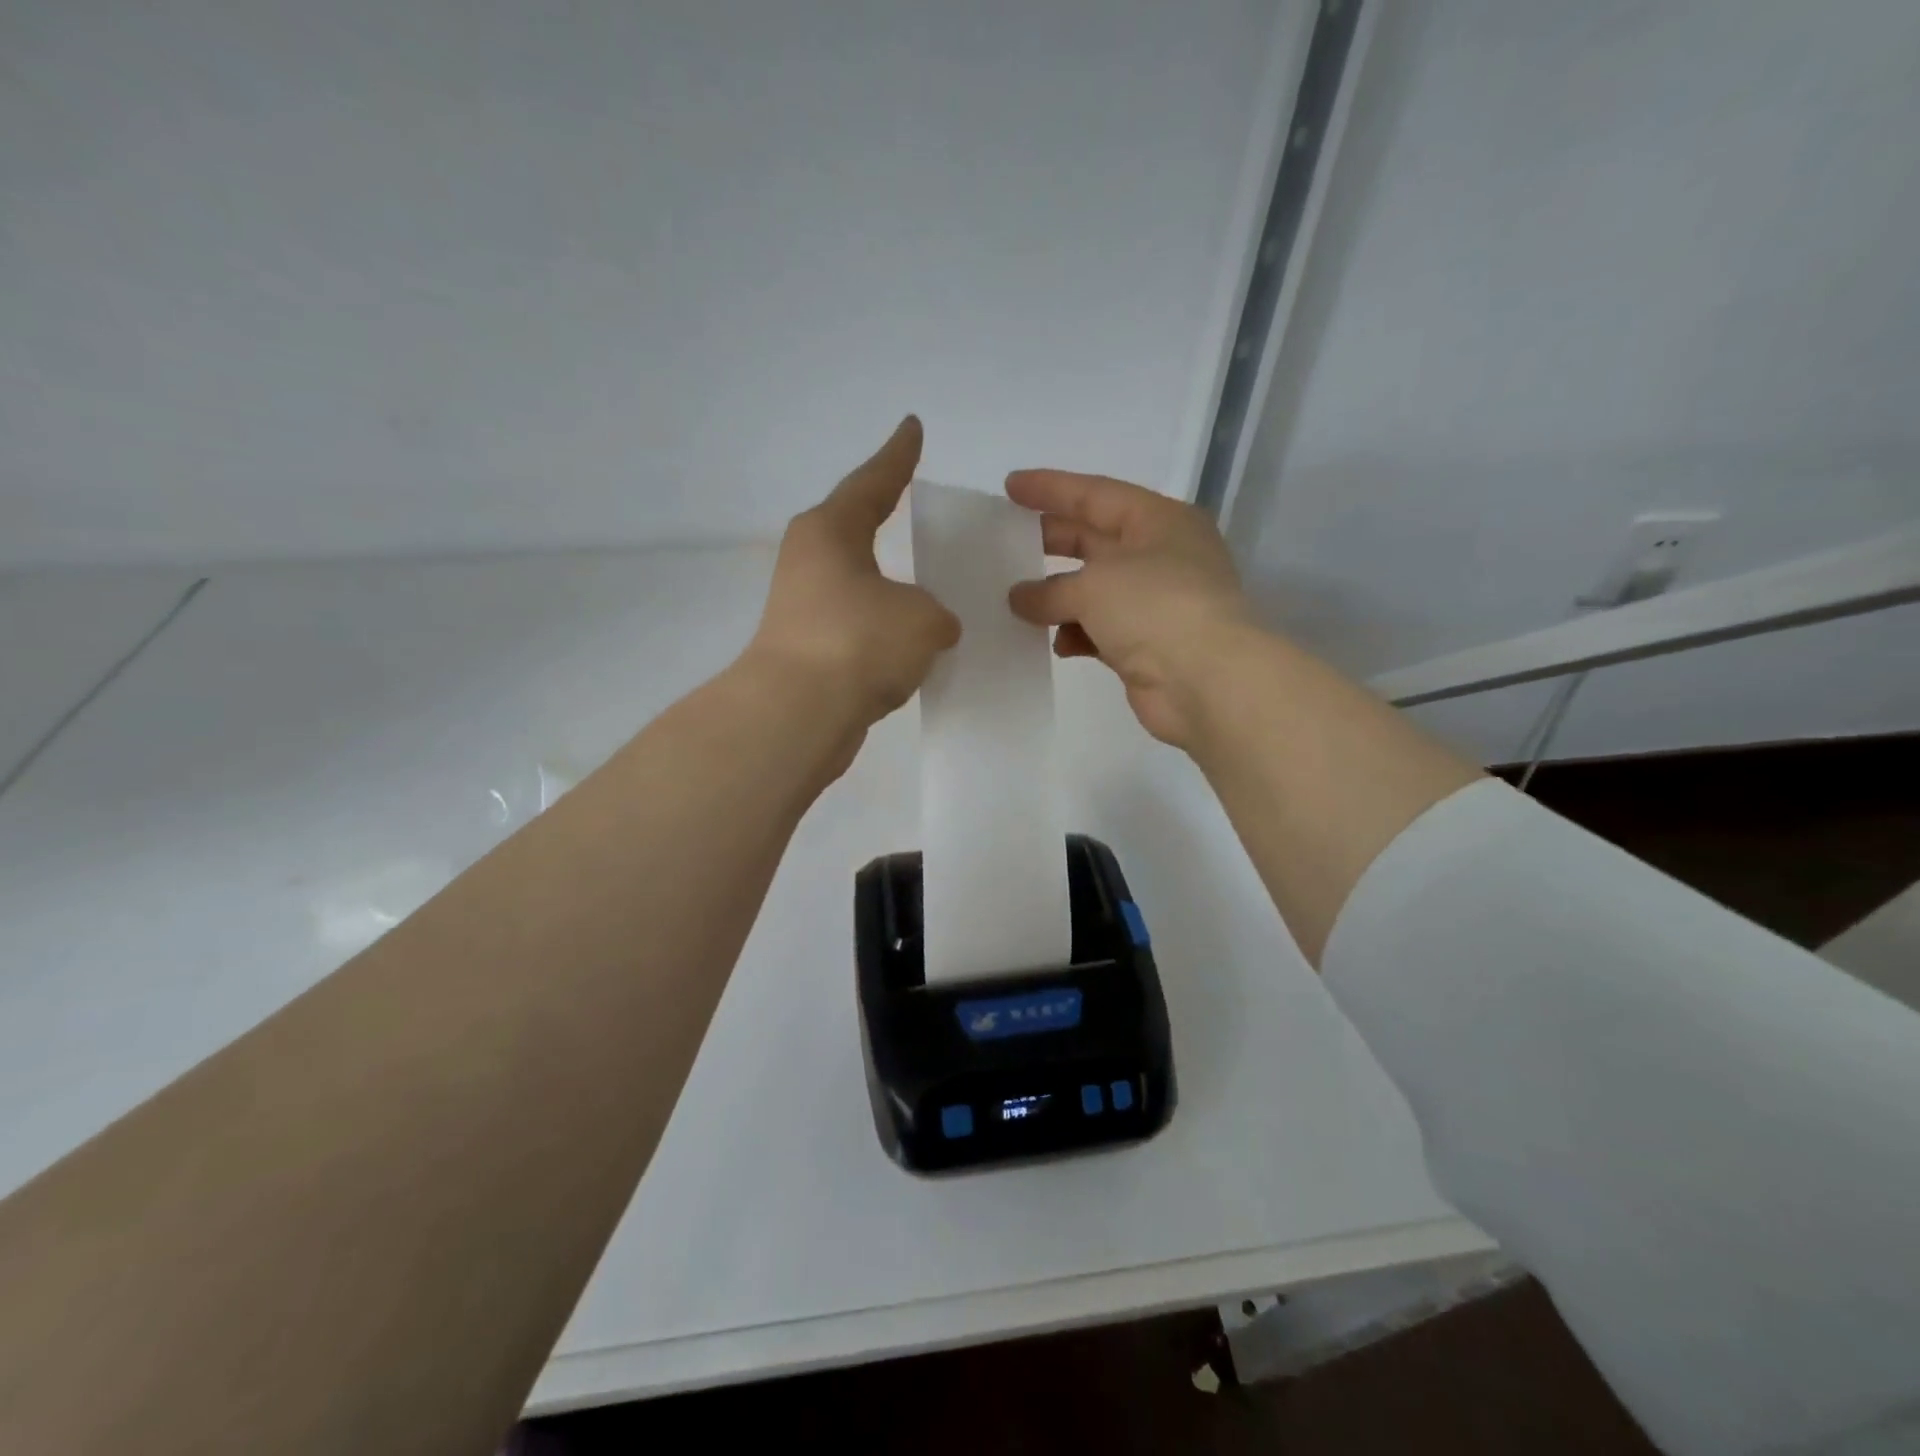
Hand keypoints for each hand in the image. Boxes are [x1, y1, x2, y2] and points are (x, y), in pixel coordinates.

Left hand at [746, 417, 961, 729]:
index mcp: (831, 531)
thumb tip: (926, 628)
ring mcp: (804, 608)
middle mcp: (810, 561)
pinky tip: (912, 642)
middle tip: (913, 500)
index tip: (912, 428)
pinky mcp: (808, 651)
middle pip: (855, 528)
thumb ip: (934, 615)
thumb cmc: (859, 643)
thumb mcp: (921, 619)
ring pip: (858, 583)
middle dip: (884, 516)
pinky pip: (858, 626)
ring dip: (889, 583)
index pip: (873, 482)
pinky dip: (885, 628)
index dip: (898, 456)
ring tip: (928, 582)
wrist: (797, 716)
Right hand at [1005, 469, 1251, 748]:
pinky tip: (1055, 644)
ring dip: (1058, 597)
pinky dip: (1077, 634)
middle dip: (1051, 542)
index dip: (1051, 489)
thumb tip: (1019, 598)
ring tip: (1017, 602)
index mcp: (1159, 521)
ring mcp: (1156, 603)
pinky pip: (1101, 631)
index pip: (1096, 494)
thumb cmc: (1155, 609)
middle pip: (1095, 540)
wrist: (1208, 682)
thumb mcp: (1094, 586)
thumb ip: (1049, 590)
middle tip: (1006, 543)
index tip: (1010, 487)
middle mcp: (1161, 556)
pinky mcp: (1148, 645)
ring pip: (1095, 590)